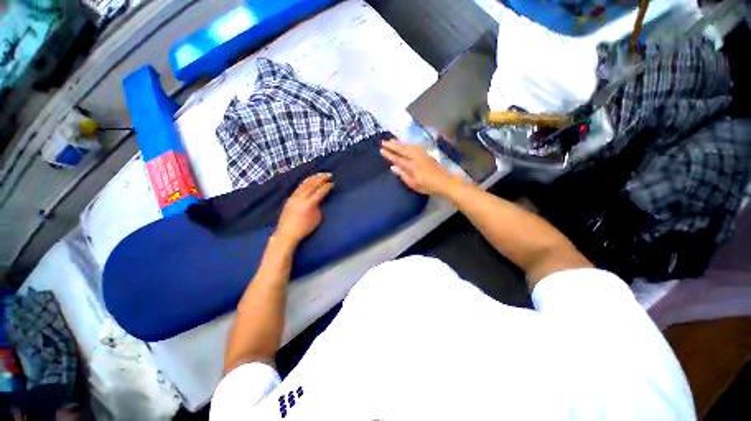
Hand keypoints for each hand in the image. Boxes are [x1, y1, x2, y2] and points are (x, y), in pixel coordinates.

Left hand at [275, 173, 333, 245]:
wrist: (286, 233)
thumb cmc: (304, 228)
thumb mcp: (317, 218)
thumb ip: (319, 206)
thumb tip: (319, 199)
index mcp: (309, 204)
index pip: (320, 191)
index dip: (327, 186)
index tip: (333, 183)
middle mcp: (301, 197)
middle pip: (312, 184)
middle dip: (321, 178)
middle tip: (329, 175)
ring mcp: (294, 196)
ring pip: (304, 183)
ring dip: (313, 178)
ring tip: (320, 175)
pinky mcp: (290, 198)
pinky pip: (299, 187)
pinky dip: (306, 182)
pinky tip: (310, 181)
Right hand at [380, 139, 458, 194]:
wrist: (444, 181)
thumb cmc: (427, 185)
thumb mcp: (413, 184)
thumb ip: (403, 175)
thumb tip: (393, 167)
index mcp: (411, 166)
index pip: (397, 158)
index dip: (389, 154)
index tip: (381, 150)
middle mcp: (415, 157)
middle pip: (402, 149)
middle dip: (392, 145)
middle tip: (383, 141)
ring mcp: (421, 154)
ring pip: (408, 146)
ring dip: (399, 143)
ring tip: (391, 140)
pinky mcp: (426, 153)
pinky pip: (414, 145)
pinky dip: (407, 143)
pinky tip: (405, 143)